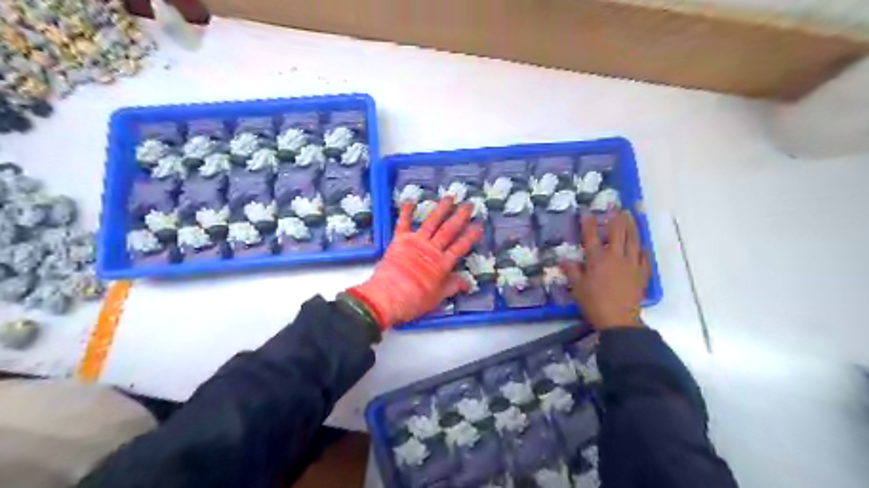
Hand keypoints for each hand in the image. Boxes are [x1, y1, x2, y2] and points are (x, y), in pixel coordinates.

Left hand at [347, 197, 481, 326]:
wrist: (387, 298)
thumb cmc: (413, 301)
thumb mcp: (437, 298)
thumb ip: (451, 287)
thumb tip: (466, 283)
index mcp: (442, 264)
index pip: (461, 246)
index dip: (471, 235)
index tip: (479, 225)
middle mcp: (431, 249)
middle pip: (449, 230)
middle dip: (460, 217)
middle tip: (469, 204)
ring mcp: (415, 242)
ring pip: (431, 222)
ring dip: (441, 209)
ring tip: (449, 197)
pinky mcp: (399, 241)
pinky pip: (403, 223)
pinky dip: (406, 211)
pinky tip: (410, 200)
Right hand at [561, 210, 647, 329]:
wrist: (619, 319)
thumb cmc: (594, 303)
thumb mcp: (577, 288)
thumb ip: (572, 272)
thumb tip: (564, 260)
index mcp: (597, 259)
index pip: (591, 236)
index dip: (588, 223)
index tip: (587, 212)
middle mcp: (615, 257)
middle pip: (617, 232)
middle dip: (616, 218)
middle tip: (616, 207)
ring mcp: (631, 264)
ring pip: (633, 240)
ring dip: (632, 226)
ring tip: (630, 216)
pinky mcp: (642, 273)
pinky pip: (644, 257)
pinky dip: (642, 248)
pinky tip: (641, 245)